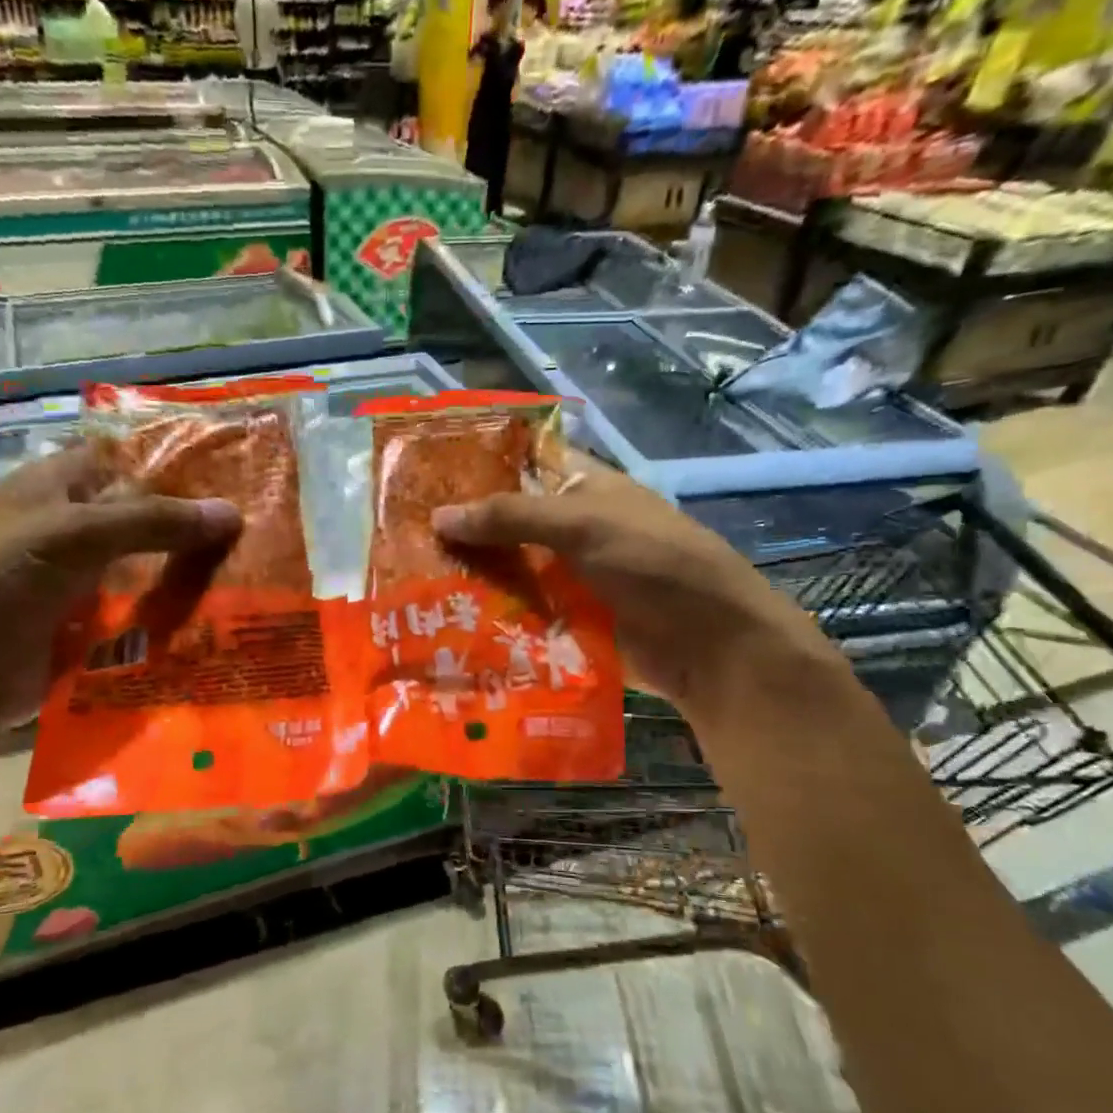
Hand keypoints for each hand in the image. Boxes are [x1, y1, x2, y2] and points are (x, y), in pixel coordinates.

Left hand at [0, 445, 238, 731]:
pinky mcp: (87, 624)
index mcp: (58, 484)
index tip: (237, 476)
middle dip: (193, 523)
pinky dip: (171, 613)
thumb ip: (153, 521)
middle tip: (257, 532)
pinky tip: (217, 617)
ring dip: (188, 571)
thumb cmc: (0, 580)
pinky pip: (139, 610)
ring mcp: (80, 578)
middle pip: (145, 515)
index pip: (128, 458)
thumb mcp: (75, 535)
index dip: (176, 462)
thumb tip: (233, 513)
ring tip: (253, 576)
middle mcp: (72, 526)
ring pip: (147, 565)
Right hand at [432, 452, 834, 711]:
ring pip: (510, 569)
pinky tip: (444, 621)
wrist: (711, 647)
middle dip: (463, 529)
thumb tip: (438, 517)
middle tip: (400, 536)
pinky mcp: (567, 621)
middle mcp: (573, 529)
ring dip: (470, 576)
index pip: (522, 465)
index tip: (422, 475)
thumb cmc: (655, 564)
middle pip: (508, 522)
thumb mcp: (585, 526)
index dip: (477, 466)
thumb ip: (512, 517)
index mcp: (584, 489)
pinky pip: (520, 611)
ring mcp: (569, 577)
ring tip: (409, 581)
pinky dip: (489, 615)